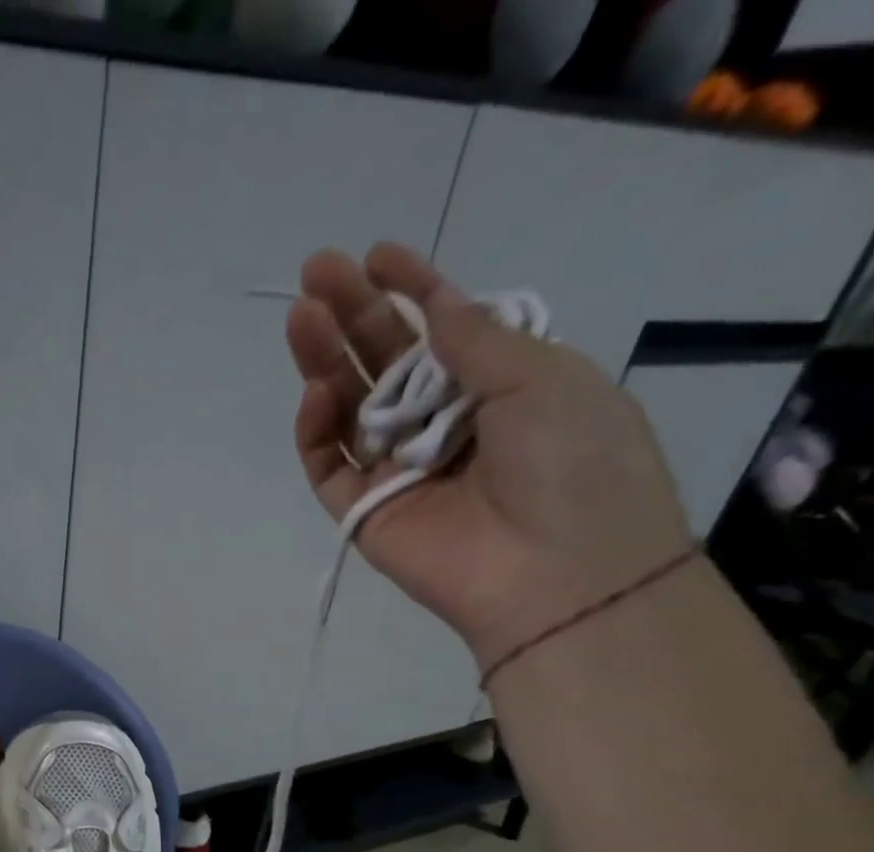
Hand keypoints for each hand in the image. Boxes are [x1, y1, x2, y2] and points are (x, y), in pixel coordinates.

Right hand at [284, 243, 694, 670]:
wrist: (556, 574)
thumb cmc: (573, 465)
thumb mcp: (543, 379)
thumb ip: (477, 340)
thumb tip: (437, 305)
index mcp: (499, 389)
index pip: (443, 333)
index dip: (413, 290)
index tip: (378, 255)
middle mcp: (444, 426)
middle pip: (385, 364)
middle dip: (353, 316)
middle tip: (317, 270)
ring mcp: (400, 471)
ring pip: (349, 411)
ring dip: (324, 363)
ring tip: (299, 318)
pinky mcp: (365, 513)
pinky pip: (331, 468)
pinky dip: (317, 433)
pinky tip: (315, 396)